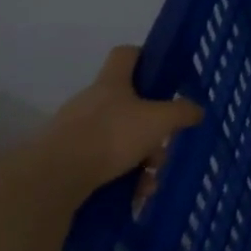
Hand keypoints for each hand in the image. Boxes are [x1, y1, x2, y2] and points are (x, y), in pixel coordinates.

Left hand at [21, 46, 202, 191]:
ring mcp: (74, 130)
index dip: (145, 57)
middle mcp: (90, 101)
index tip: (162, 73)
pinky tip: (132, 195)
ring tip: (148, 183)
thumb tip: (197, 110)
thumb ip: (182, 112)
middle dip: (151, 129)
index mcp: (112, 83)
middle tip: (162, 150)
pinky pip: (101, 162)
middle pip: (128, 105)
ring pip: (118, 138)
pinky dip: (120, 176)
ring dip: (138, 159)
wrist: (53, 178)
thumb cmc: (112, 136)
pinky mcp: (64, 158)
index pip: (126, 54)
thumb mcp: (160, 121)